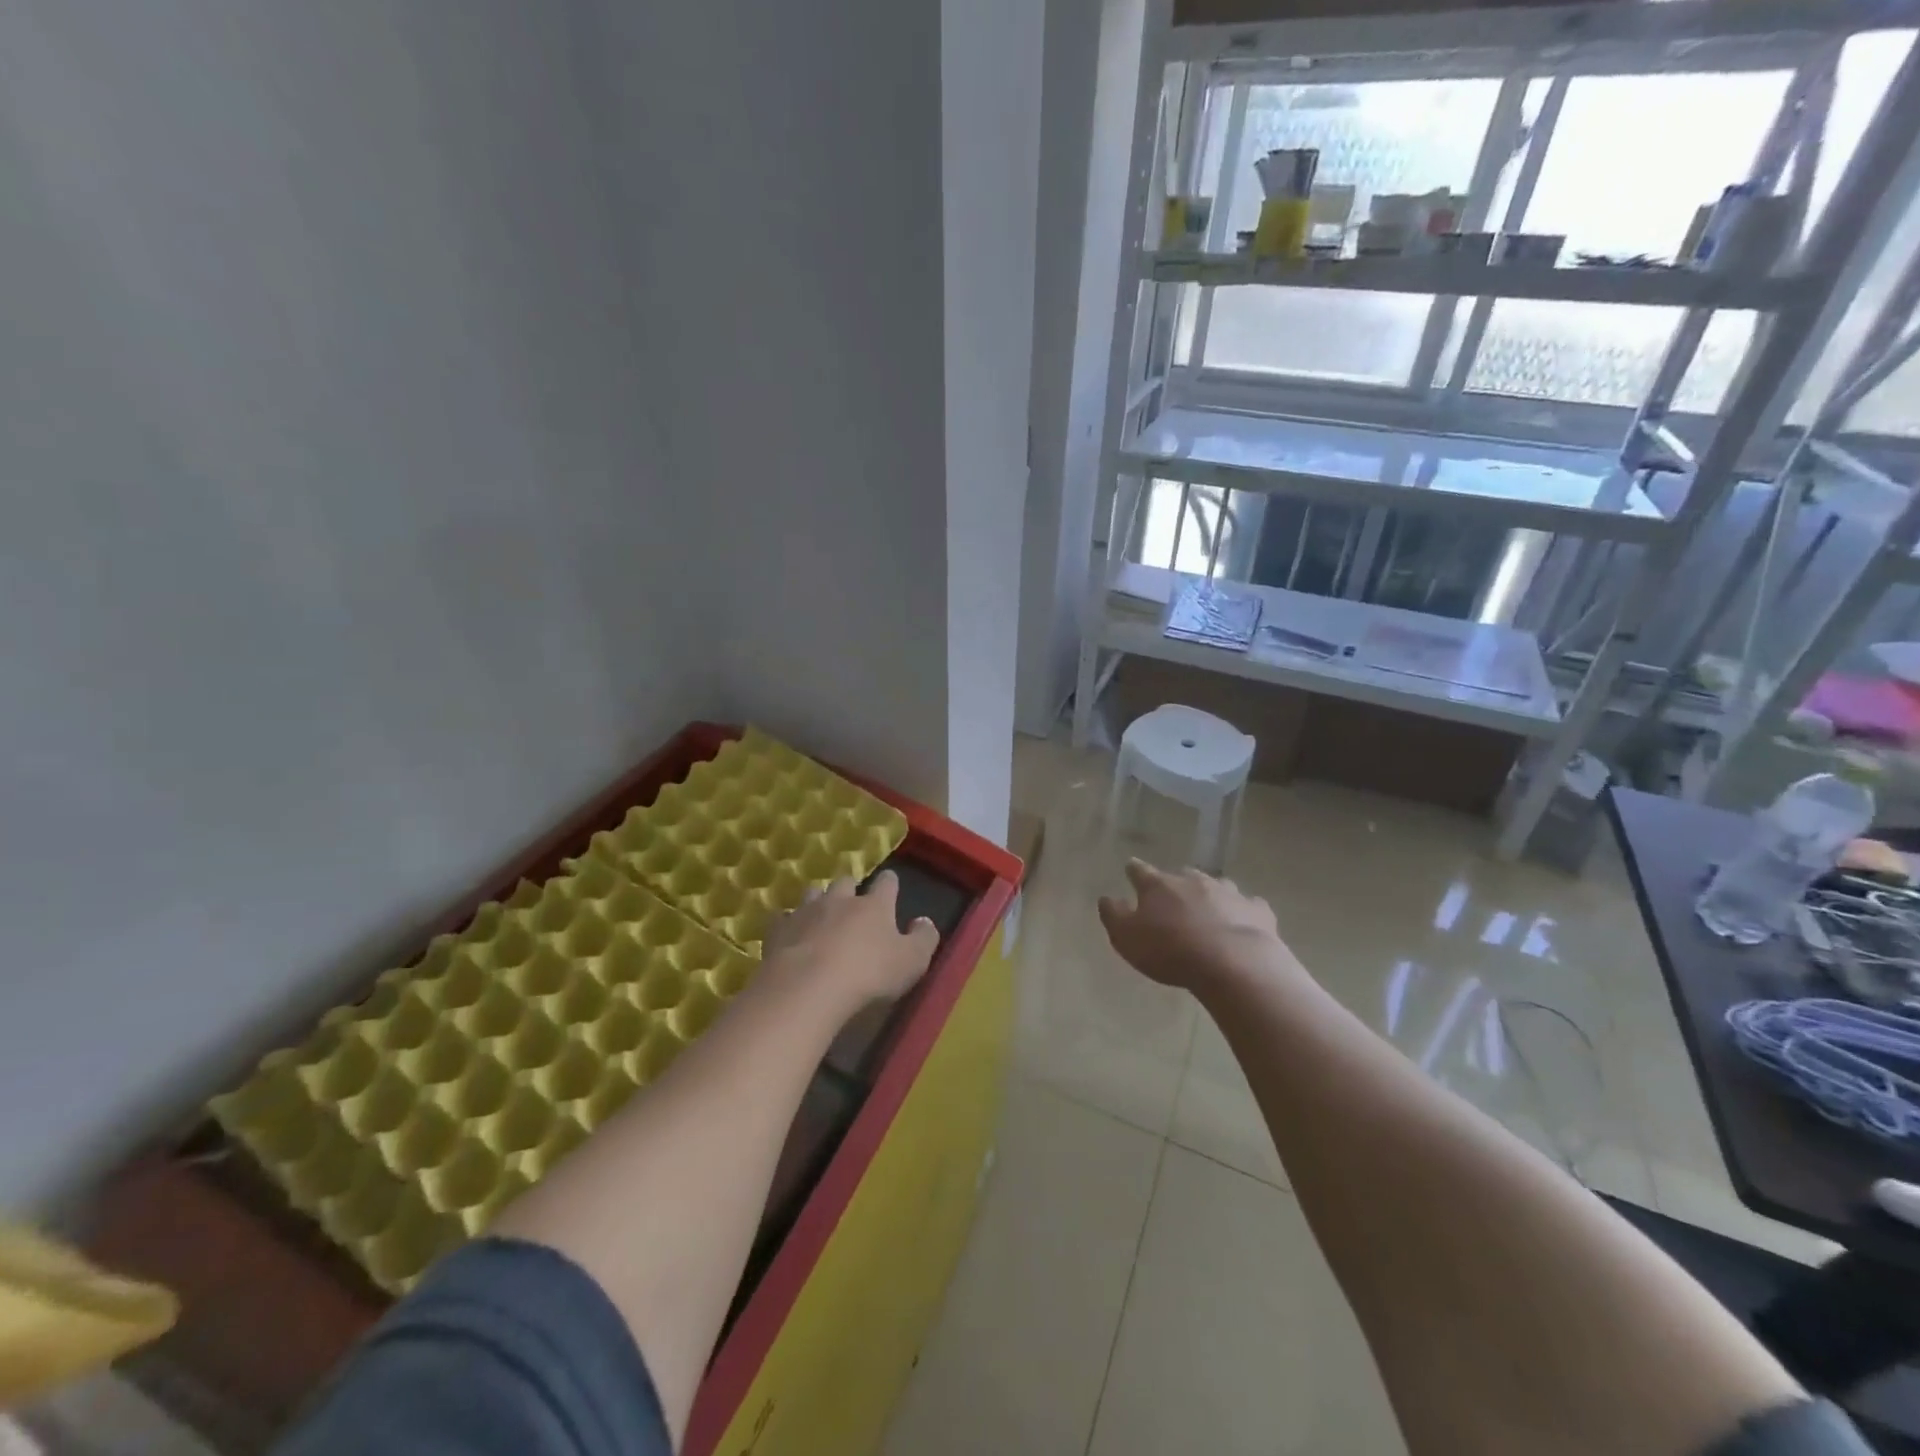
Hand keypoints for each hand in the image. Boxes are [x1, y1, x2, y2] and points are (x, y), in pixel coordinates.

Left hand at [761, 871, 938, 1011]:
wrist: (809, 987)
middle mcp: (840, 900)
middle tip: (853, 903)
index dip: (890, 883)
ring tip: (820, 913)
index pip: (887, 883)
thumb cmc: (869, 975)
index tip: (890, 885)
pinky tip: (788, 934)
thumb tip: (924, 921)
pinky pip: (782, 918)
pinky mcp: (778, 930)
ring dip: (818, 900)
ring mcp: (806, 912)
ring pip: (813, 893)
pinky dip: (787, 923)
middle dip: (851, 888)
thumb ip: (923, 939)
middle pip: (846, 882)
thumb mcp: (912, 962)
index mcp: (875, 905)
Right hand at [1098, 860, 1291, 993]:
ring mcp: (1228, 891)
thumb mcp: (1127, 938)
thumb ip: (1113, 915)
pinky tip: (1243, 920)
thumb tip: (1106, 897)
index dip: (1133, 870)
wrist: (1232, 963)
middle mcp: (1192, 880)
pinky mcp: (1256, 910)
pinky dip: (1243, 910)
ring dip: (1210, 894)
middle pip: (1181, 875)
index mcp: (1158, 885)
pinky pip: (1248, 905)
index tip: (1130, 869)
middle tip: (1173, 899)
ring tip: (1208, 909)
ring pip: (1216, 885)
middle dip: (1176, 883)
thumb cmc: (1170, 951)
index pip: (1140, 870)